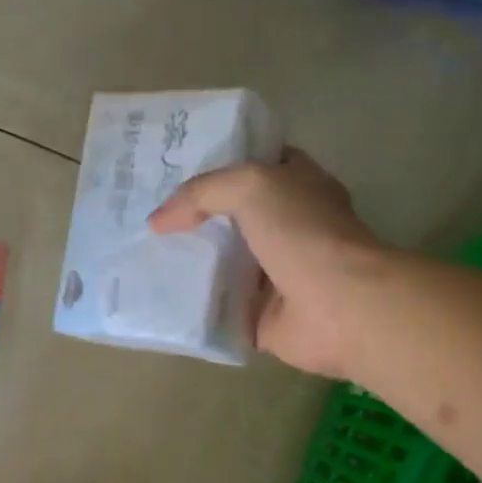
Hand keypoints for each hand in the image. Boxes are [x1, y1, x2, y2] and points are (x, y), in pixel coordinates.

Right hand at [149, 148, 385, 379]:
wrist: (340, 307)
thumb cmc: (304, 234)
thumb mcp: (252, 186)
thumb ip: (202, 193)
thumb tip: (157, 221)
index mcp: (296, 187)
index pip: (252, 166)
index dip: (215, 165)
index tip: (168, 169)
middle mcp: (287, 228)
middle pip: (231, 217)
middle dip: (192, 218)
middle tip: (144, 217)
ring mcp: (276, 274)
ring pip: (223, 265)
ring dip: (189, 264)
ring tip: (140, 256)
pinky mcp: (262, 317)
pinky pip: (220, 309)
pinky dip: (195, 308)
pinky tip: (157, 299)